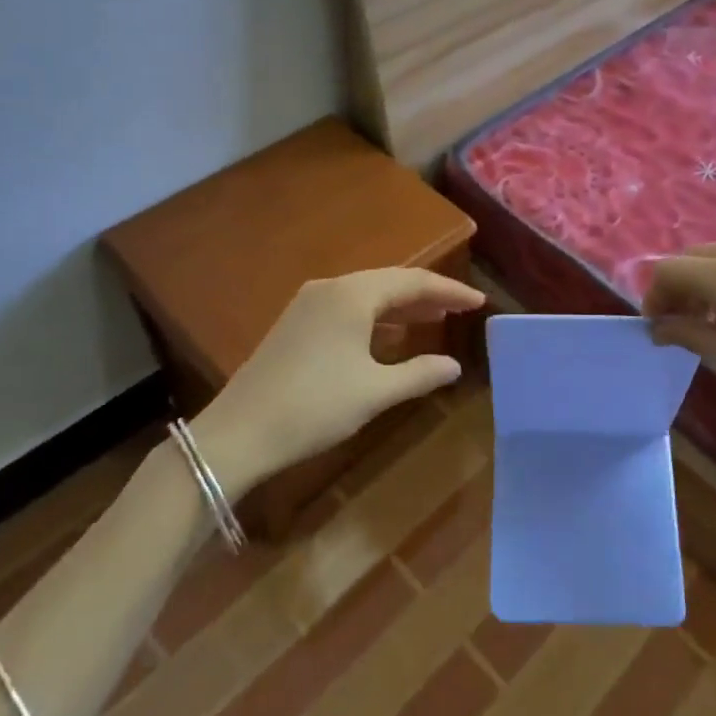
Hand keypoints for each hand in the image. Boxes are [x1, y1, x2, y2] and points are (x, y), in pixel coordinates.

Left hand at [196, 268, 484, 494]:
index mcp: (353, 294)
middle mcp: (331, 288)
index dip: (449, 291)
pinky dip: (375, 316)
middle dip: (427, 295)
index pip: (413, 282)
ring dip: (401, 306)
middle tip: (459, 308)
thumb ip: (419, 374)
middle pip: (390, 282)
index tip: (478, 301)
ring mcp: (309, 303)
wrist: (238, 433)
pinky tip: (388, 335)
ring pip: (367, 294)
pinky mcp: (296, 322)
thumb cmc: (314, 407)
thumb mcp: (374, 393)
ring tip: (432, 319)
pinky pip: (348, 307)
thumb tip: (454, 366)